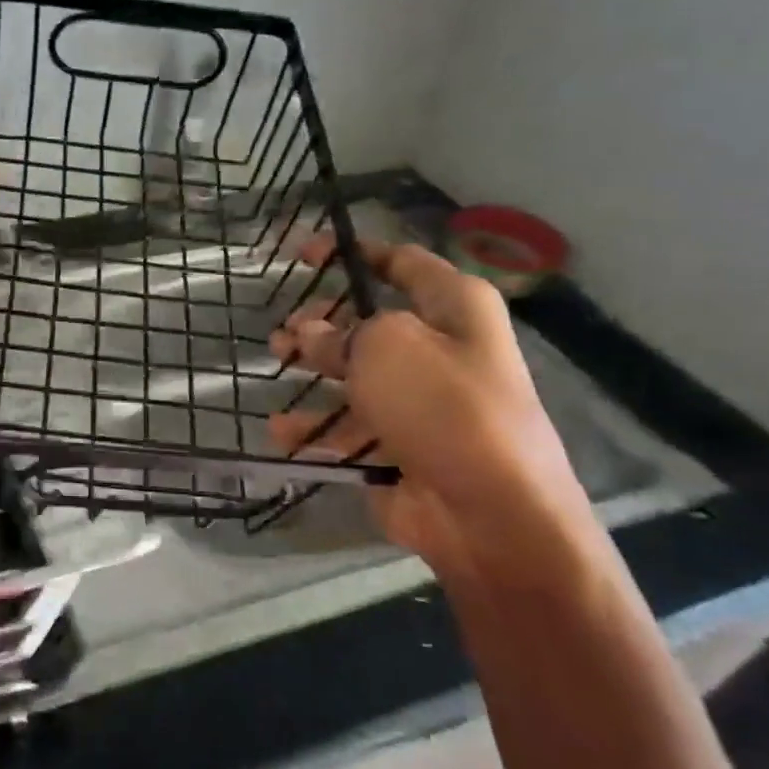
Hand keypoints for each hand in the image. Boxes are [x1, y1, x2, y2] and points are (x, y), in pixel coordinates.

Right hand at [267, 235, 592, 581]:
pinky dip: (318, 428)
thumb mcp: (385, 347)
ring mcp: (424, 401)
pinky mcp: (404, 446)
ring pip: (356, 374)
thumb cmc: (443, 406)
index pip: (400, 262)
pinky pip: (352, 427)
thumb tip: (311, 334)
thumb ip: (340, 332)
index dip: (352, 254)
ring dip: (313, 371)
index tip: (302, 256)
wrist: (492, 515)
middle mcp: (443, 349)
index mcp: (455, 308)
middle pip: (370, 322)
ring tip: (275, 367)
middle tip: (283, 331)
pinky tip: (284, 432)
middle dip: (321, 323)